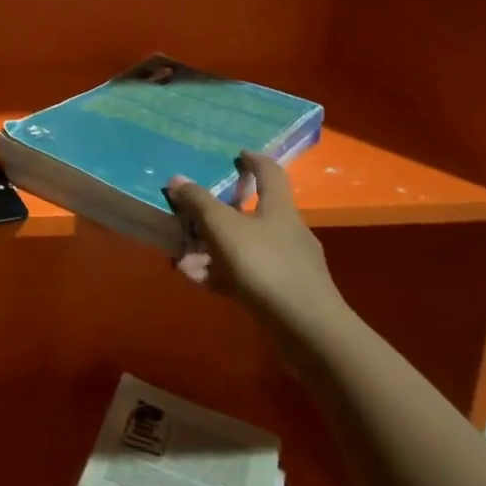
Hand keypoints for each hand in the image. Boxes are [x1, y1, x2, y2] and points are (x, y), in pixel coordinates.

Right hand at [164, 152, 344, 329]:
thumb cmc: (267, 266)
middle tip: (190, 215)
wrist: (308, 330)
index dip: (254, 161)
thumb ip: (199, 203)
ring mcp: (286, 265)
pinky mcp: (280, 294)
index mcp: (279, 209)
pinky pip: (244, 275)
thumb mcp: (225, 229)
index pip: (270, 173)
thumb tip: (177, 179)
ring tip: (182, 258)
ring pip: (242, 247)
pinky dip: (220, 275)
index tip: (238, 155)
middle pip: (250, 213)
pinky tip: (196, 281)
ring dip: (211, 249)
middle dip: (217, 214)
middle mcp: (285, 232)